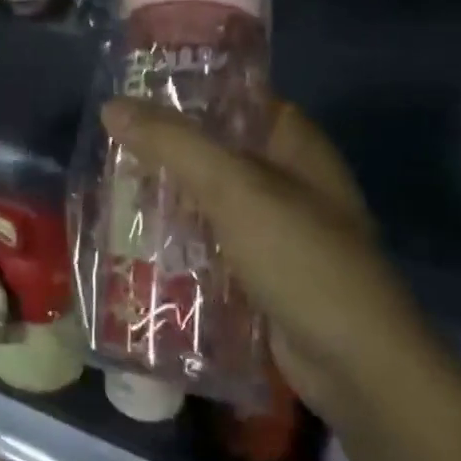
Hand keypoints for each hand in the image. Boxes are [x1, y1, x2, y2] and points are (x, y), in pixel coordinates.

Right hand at [100, 95, 420, 415]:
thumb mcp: (235, 190)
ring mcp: (272, 229)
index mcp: (293, 144)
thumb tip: (111, 106)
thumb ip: (174, 145)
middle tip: (105, 149)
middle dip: (162, 153)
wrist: (355, 366)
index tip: (130, 96)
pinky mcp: (257, 271)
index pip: (234, 100)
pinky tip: (133, 241)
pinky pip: (208, 243)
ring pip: (206, 200)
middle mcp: (285, 180)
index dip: (185, 94)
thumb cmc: (301, 259)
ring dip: (164, 199)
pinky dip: (176, 240)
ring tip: (106, 191)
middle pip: (213, 152)